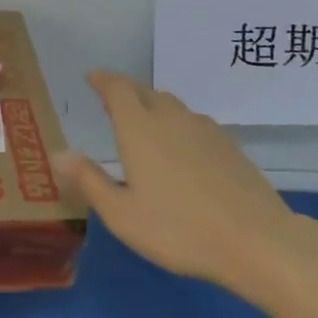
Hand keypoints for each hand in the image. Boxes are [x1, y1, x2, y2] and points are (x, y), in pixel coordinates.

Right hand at [56, 72, 302, 291]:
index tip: (92, 77)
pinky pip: (194, 123)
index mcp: (139, 128)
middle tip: (112, 101)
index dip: (103, 79)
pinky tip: (182, 149)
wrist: (257, 241)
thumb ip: (89, 181)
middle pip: (145, 92)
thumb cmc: (180, 229)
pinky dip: (179, 125)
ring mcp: (204, 129)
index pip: (117, 88)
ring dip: (154, 106)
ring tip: (145, 123)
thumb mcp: (123, 215)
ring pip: (172, 106)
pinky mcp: (229, 145)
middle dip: (126, 91)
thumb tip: (59, 153)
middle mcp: (171, 117)